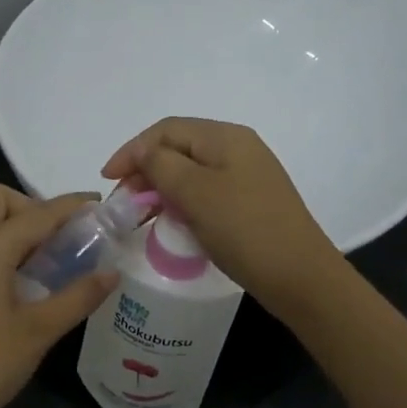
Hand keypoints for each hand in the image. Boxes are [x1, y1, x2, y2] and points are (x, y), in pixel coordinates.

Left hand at [0, 185, 116, 407]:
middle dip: (31, 206)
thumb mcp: (37, 332)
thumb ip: (77, 297)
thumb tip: (112, 273)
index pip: (37, 213)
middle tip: (61, 240)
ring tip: (48, 262)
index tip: (101, 205)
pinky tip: (20, 285)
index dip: (71, 206)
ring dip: (14, 227)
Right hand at [101, 117, 342, 318]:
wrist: (299, 277)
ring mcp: (246, 177)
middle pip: (178, 148)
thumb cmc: (244, 230)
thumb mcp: (195, 193)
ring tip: (140, 215)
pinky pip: (205, 193)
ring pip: (190, 173)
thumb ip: (161, 165)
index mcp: (225, 137)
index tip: (107, 180)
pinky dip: (181, 203)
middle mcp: (237, 149)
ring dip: (160, 189)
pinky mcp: (248, 203)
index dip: (132, 150)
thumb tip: (142, 151)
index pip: (166, 130)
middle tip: (123, 202)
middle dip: (144, 170)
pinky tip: (170, 223)